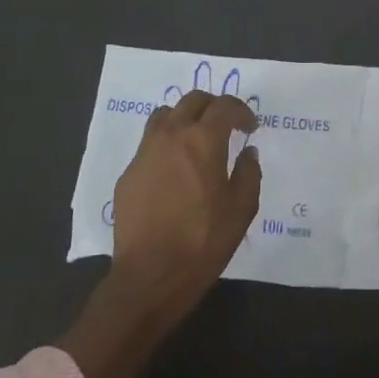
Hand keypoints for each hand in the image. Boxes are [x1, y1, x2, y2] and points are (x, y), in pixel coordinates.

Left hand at [58, 91, 261, 377]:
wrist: (149, 276)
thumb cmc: (203, 242)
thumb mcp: (242, 210)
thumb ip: (249, 173)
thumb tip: (247, 152)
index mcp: (203, 140)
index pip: (224, 106)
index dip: (241, 111)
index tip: (250, 127)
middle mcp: (172, 135)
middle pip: (193, 100)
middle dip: (214, 106)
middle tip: (226, 125)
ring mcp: (145, 152)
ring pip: (165, 115)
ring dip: (185, 117)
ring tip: (196, 138)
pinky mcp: (128, 173)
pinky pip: (150, 142)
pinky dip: (166, 142)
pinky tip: (174, 167)